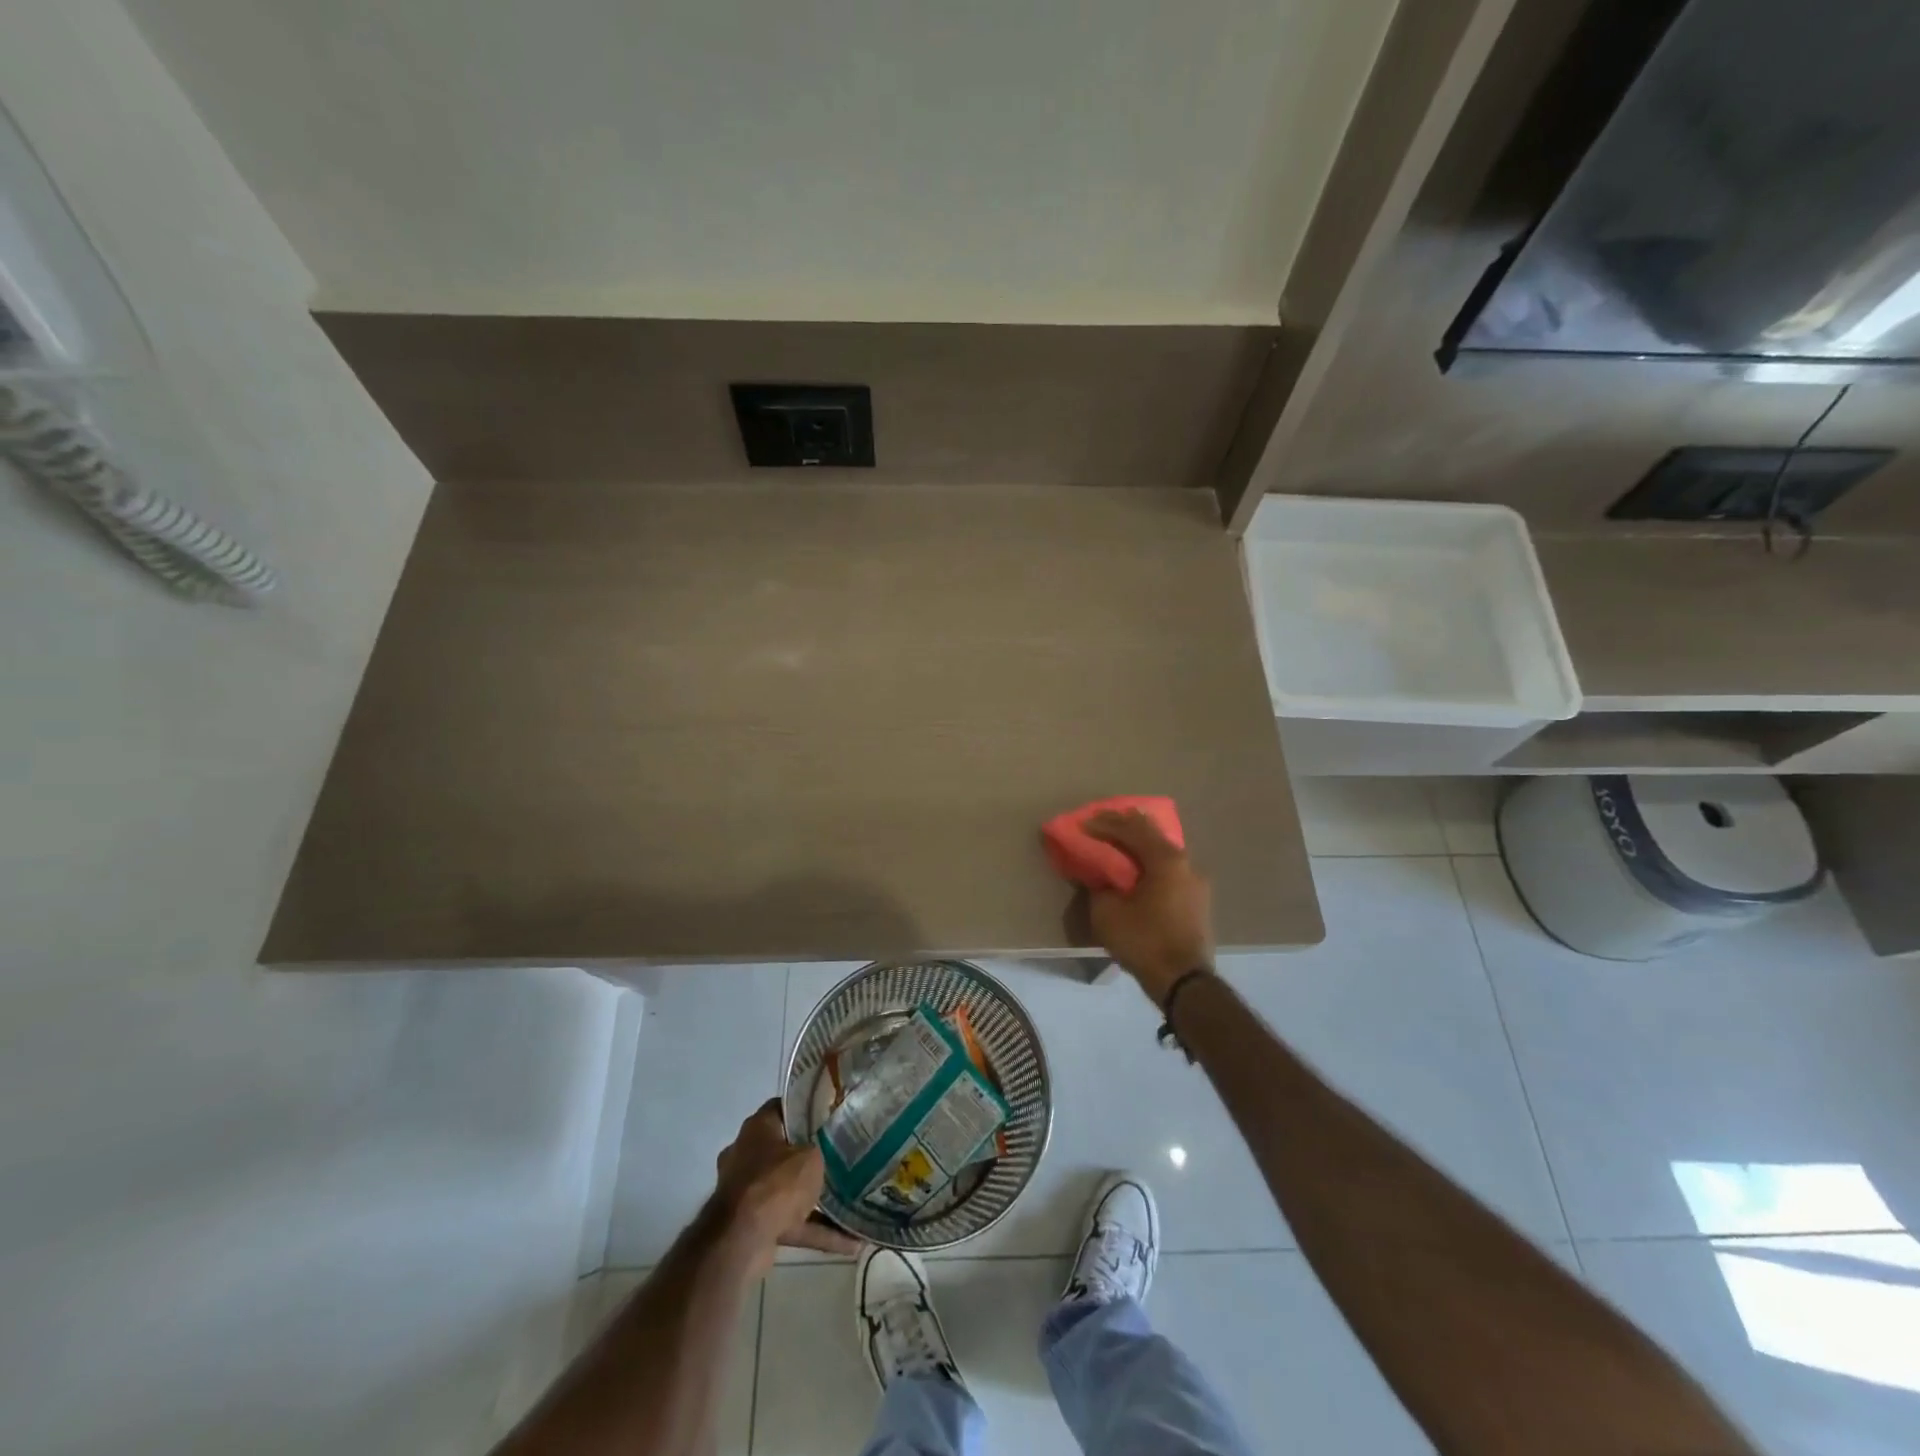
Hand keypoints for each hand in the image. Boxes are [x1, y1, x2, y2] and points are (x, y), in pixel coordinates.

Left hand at [714, 1099, 862, 1271]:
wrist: (741, 1241)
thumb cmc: (777, 1183)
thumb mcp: (811, 1156)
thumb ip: (818, 1150)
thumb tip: (819, 1153)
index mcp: (757, 1128)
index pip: (782, 1108)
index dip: (806, 1110)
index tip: (829, 1116)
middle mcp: (747, 1155)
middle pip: (783, 1149)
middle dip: (809, 1157)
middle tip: (840, 1156)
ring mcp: (747, 1192)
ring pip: (788, 1190)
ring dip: (815, 1199)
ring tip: (849, 1202)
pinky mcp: (753, 1225)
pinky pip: (791, 1223)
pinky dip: (816, 1231)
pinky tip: (849, 1240)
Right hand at [1083, 810, 1214, 1004]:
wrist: (1184, 982)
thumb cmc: (1144, 941)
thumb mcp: (1107, 913)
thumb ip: (1099, 885)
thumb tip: (1100, 876)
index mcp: (1165, 859)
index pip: (1131, 829)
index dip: (1104, 823)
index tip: (1082, 823)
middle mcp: (1185, 862)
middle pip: (1151, 834)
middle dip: (1124, 826)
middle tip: (1100, 823)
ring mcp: (1195, 881)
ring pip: (1162, 851)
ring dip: (1138, 845)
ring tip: (1116, 842)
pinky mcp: (1196, 899)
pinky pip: (1168, 869)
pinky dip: (1149, 862)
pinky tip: (1136, 869)